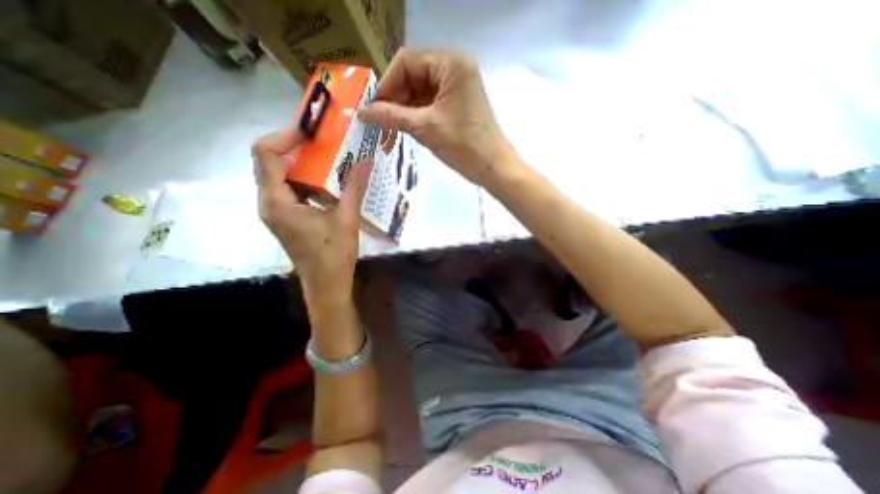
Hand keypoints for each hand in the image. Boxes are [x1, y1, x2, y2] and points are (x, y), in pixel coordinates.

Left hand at [250, 125, 370, 292]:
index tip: (311, 129)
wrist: (327, 285)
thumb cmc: (334, 255)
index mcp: (277, 201)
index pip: (266, 154)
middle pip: (270, 161)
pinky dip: (305, 178)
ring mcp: (277, 211)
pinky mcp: (287, 218)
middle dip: (294, 145)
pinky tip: (327, 180)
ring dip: (301, 162)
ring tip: (327, 154)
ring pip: (280, 175)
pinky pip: (290, 189)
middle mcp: (269, 202)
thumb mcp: (347, 219)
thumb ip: (354, 188)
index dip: (285, 135)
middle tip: (322, 138)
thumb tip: (366, 160)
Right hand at [357, 48, 509, 186]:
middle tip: (381, 122)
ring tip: (391, 130)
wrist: (492, 167)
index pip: (407, 62)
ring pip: (420, 91)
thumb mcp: (424, 128)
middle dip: (395, 99)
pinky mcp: (458, 103)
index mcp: (451, 63)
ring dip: (404, 110)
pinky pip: (430, 103)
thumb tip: (363, 113)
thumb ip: (391, 116)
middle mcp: (455, 68)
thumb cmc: (463, 145)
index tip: (373, 108)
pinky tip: (407, 129)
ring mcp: (458, 86)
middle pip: (413, 76)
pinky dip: (416, 115)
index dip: (387, 84)